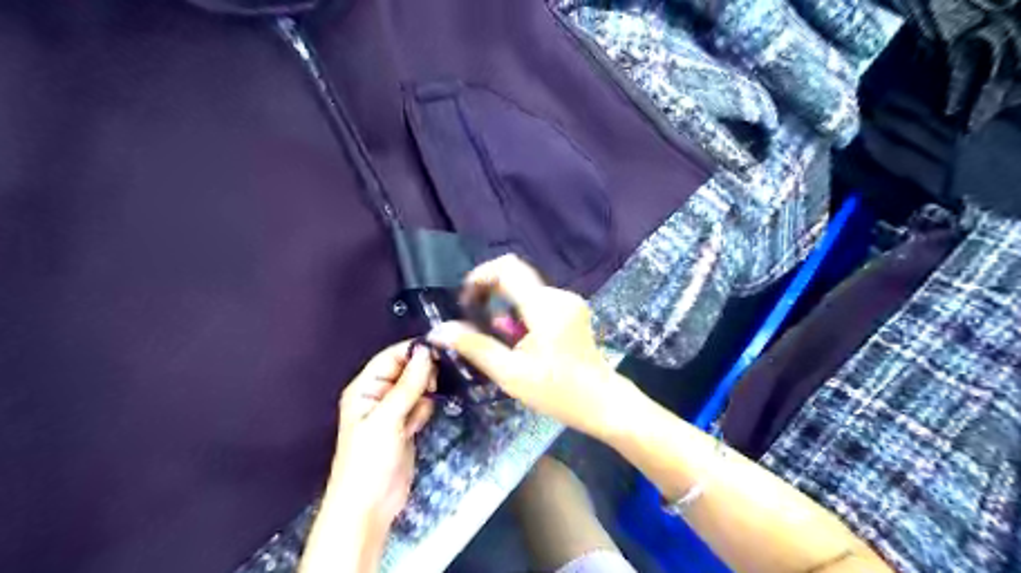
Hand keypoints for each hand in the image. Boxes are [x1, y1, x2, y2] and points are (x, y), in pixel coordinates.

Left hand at [322, 346, 434, 535]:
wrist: (369, 506)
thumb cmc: (369, 459)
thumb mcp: (387, 419)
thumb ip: (408, 385)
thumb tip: (426, 353)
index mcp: (365, 387)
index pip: (391, 357)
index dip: (413, 352)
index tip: (440, 351)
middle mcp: (378, 395)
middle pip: (406, 370)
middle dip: (421, 376)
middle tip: (431, 388)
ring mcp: (393, 411)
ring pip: (417, 388)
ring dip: (423, 396)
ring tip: (417, 415)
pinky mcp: (405, 425)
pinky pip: (420, 406)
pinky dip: (423, 412)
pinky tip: (417, 427)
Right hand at [429, 257, 636, 439]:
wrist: (602, 403)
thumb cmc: (558, 392)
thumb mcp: (511, 374)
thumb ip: (475, 347)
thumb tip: (440, 330)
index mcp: (545, 307)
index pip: (507, 268)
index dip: (480, 276)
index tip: (465, 300)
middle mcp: (559, 295)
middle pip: (515, 278)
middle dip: (490, 295)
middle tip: (476, 325)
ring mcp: (568, 302)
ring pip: (525, 291)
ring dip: (505, 309)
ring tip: (500, 342)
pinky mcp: (572, 310)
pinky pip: (537, 301)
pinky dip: (520, 314)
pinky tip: (519, 342)